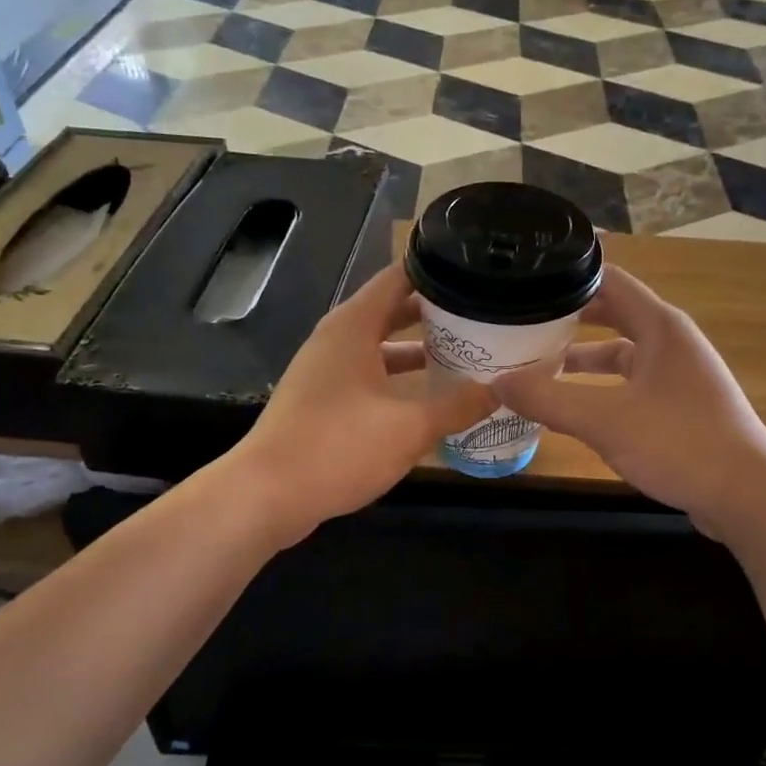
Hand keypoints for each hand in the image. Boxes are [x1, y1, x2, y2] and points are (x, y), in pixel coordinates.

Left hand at [231, 264, 494, 543]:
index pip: (399, 277)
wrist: (266, 495)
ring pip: (381, 346)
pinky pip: (369, 375)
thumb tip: (499, 391)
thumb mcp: (409, 427)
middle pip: (392, 310)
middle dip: (436, 314)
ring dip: (418, 350)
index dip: (438, 271)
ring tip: (466, 355)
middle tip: (483, 317)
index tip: (477, 274)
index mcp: (354, 326)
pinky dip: (398, 379)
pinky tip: (428, 399)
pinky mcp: (322, 400)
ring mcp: (326, 370)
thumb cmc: (338, 446)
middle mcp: (337, 338)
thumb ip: (457, 406)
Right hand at [490, 266, 765, 534]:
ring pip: (620, 355)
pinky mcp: (680, 408)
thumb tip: (495, 382)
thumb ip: (547, 398)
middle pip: (612, 315)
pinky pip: (630, 385)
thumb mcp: (604, 419)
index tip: (527, 279)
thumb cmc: (680, 443)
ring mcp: (679, 376)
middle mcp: (672, 342)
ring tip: (535, 365)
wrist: (748, 498)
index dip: (569, 275)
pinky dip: (599, 388)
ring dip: (581, 358)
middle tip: (521, 321)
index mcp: (661, 326)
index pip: (610, 279)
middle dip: (568, 318)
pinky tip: (572, 407)